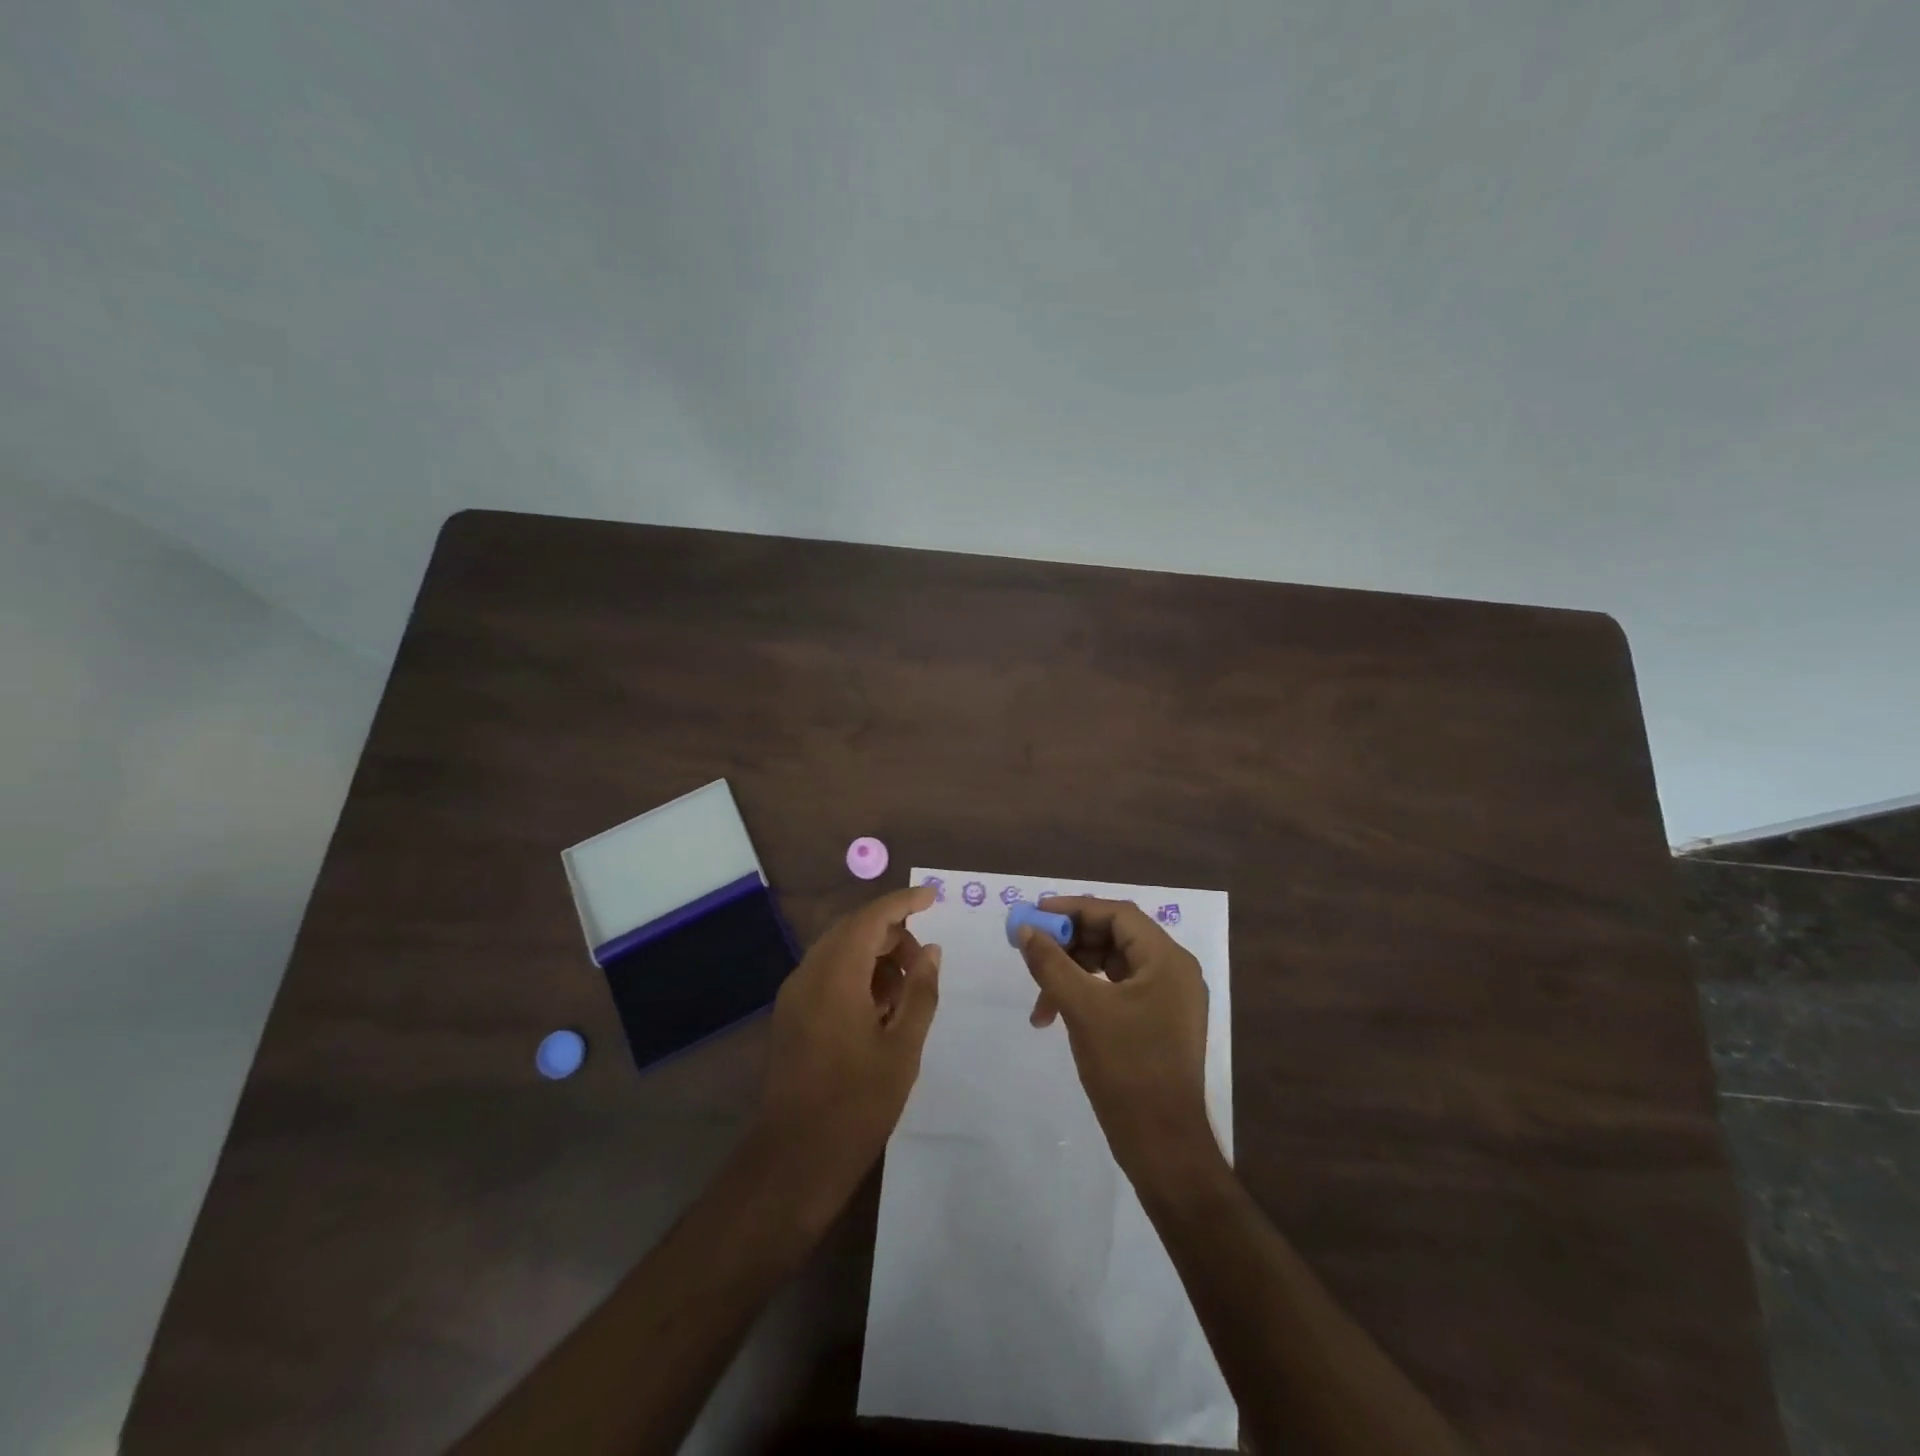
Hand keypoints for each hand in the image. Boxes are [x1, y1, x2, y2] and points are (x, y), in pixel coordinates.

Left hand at [755, 885, 941, 1206]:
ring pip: (839, 952)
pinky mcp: (790, 1016)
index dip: (903, 902)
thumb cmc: (857, 1104)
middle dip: (891, 934)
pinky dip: (856, 976)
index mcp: (835, 976)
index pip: (871, 917)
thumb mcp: (902, 1048)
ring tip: (906, 992)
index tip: (933, 897)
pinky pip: (827, 976)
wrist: (794, 1160)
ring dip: (874, 957)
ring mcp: (794, 996)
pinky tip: (879, 1010)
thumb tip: (930, 951)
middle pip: (852, 930)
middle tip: (924, 962)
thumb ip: (920, 992)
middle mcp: (808, 975)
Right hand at [1018, 896, 1217, 1182]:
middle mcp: (1173, 971)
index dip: (1074, 909)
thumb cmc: (1127, 1068)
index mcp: (1167, 959)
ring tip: (1041, 999)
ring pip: (1113, 965)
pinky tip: (1058, 1014)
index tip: (1035, 914)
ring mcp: (1169, 998)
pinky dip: (1087, 994)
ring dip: (1074, 973)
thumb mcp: (1082, 1009)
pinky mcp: (1159, 1022)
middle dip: (1070, 943)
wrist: (1164, 1146)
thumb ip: (1051, 963)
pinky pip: (1118, 991)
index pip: (1117, 914)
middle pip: (1115, 936)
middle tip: (1033, 951)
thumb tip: (1026, 930)